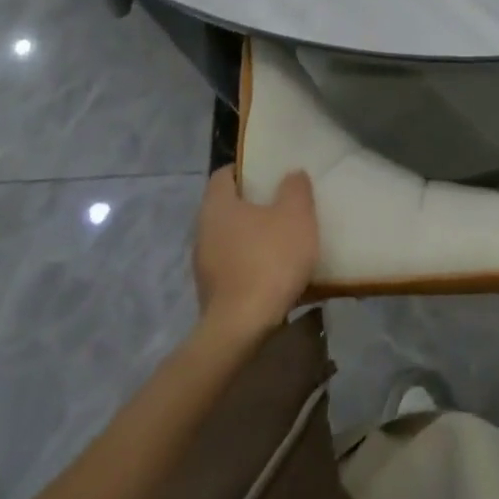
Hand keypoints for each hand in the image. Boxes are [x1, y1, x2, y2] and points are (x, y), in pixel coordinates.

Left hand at [193, 167, 319, 340]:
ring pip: (229, 238)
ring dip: (252, 236)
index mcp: (217, 205)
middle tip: (281, 203)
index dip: (246, 169)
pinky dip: (249, 263)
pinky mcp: (211, 293)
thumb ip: (295, 188)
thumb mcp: (296, 215)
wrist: (242, 329)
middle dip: (252, 204)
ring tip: (282, 239)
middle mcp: (203, 230)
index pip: (224, 174)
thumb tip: (291, 175)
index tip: (269, 173)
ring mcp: (203, 264)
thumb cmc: (268, 260)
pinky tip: (273, 272)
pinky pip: (232, 266)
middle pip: (226, 206)